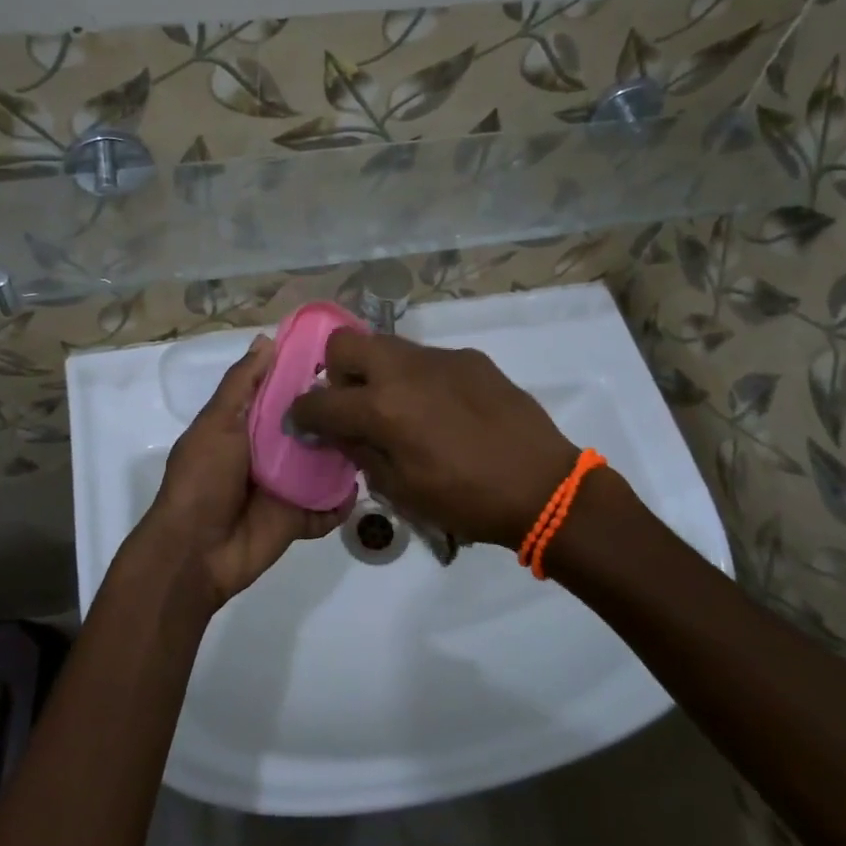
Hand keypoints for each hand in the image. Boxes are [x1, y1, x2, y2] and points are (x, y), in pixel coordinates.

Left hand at [139, 337, 348, 605]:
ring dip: (346, 456)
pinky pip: (328, 507)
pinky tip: (361, 487)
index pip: (283, 393)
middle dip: (335, 416)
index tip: (342, 357)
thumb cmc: (202, 480)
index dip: (307, 375)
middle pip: (311, 428)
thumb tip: (266, 340)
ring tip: (378, 437)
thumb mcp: (216, 423)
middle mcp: (270, 451)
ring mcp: (286, 487)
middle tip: (371, 398)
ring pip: (325, 466)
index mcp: (247, 425)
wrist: (195, 552)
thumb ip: (242, 384)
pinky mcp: (299, 518)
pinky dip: (342, 502)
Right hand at [290, 332, 579, 549]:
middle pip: (344, 344)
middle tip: (352, 405)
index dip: (301, 413)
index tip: (303, 423)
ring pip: (387, 347)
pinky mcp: (470, 358)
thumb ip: (361, 453)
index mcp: (382, 408)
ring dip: (378, 373)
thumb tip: (337, 433)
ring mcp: (440, 358)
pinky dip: (418, 380)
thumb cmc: (467, 501)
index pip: (319, 399)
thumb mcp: (401, 491)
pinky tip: (443, 411)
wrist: (544, 487)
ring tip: (399, 408)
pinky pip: (427, 360)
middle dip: (335, 372)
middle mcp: (404, 370)